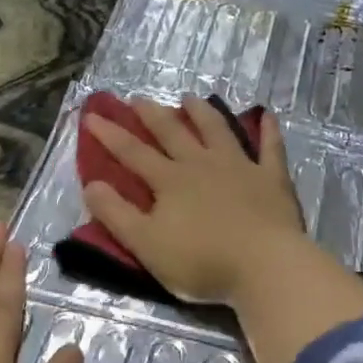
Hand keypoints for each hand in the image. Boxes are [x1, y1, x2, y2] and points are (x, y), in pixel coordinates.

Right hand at [81, 95, 308, 306]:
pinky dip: (269, 131)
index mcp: (170, 181)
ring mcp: (240, 167)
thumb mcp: (146, 244)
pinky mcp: (271, 178)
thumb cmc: (201, 261)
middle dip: (152, 115)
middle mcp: (202, 164)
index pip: (133, 153)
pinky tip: (267, 115)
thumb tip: (91, 184)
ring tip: (189, 98)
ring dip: (202, 112)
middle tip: (137, 98)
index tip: (92, 116)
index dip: (110, 135)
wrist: (264, 265)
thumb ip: (117, 214)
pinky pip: (271, 148)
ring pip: (217, 130)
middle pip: (173, 133)